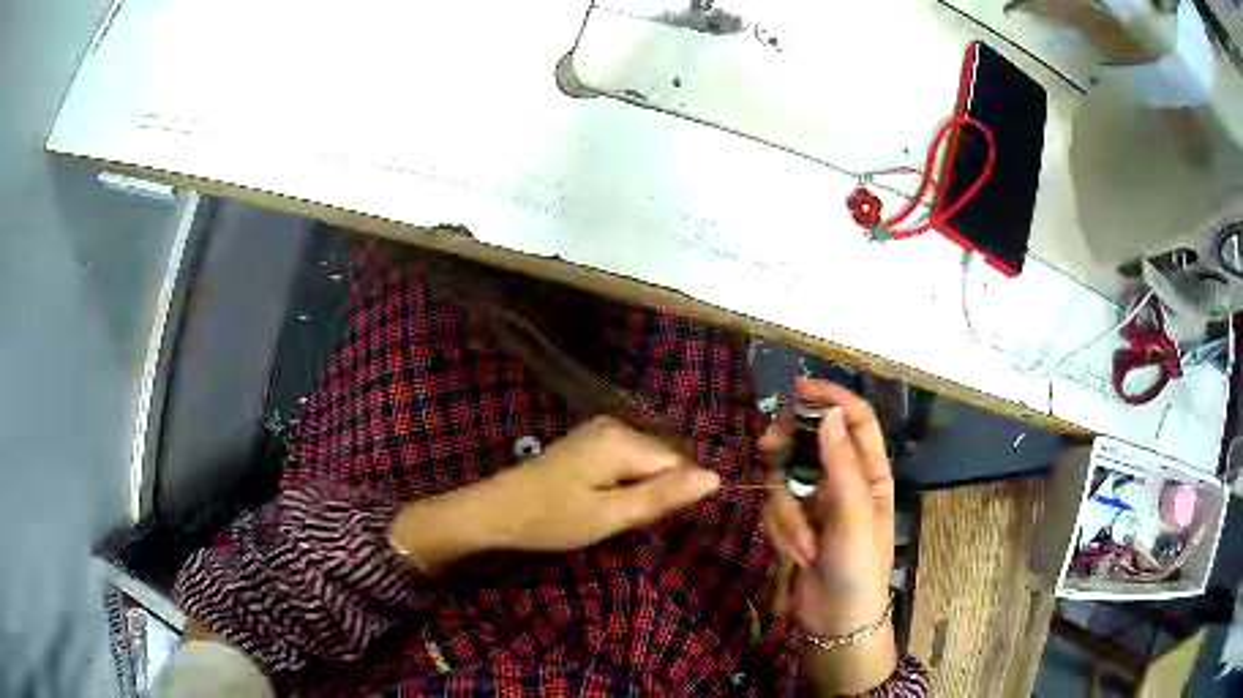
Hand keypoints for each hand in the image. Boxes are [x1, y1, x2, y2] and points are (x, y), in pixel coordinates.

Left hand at [391, 416, 719, 569]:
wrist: (496, 512)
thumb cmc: (552, 519)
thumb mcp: (611, 515)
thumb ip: (663, 496)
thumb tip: (716, 478)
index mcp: (623, 439)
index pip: (679, 465)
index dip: (670, 498)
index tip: (642, 521)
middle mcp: (616, 425)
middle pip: (663, 461)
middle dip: (654, 493)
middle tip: (620, 520)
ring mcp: (600, 431)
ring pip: (646, 464)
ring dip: (639, 492)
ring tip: (609, 514)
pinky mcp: (589, 442)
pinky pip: (626, 462)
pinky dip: (623, 485)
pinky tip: (600, 502)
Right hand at [761, 379, 894, 636]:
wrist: (835, 621)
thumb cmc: (858, 567)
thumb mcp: (855, 516)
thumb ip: (842, 464)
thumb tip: (829, 413)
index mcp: (871, 472)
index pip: (855, 419)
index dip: (831, 397)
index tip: (797, 389)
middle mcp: (843, 479)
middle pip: (811, 440)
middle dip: (789, 448)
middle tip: (765, 447)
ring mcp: (816, 501)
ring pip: (786, 478)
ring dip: (788, 514)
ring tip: (804, 547)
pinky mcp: (795, 522)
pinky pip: (775, 507)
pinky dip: (782, 531)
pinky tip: (798, 555)